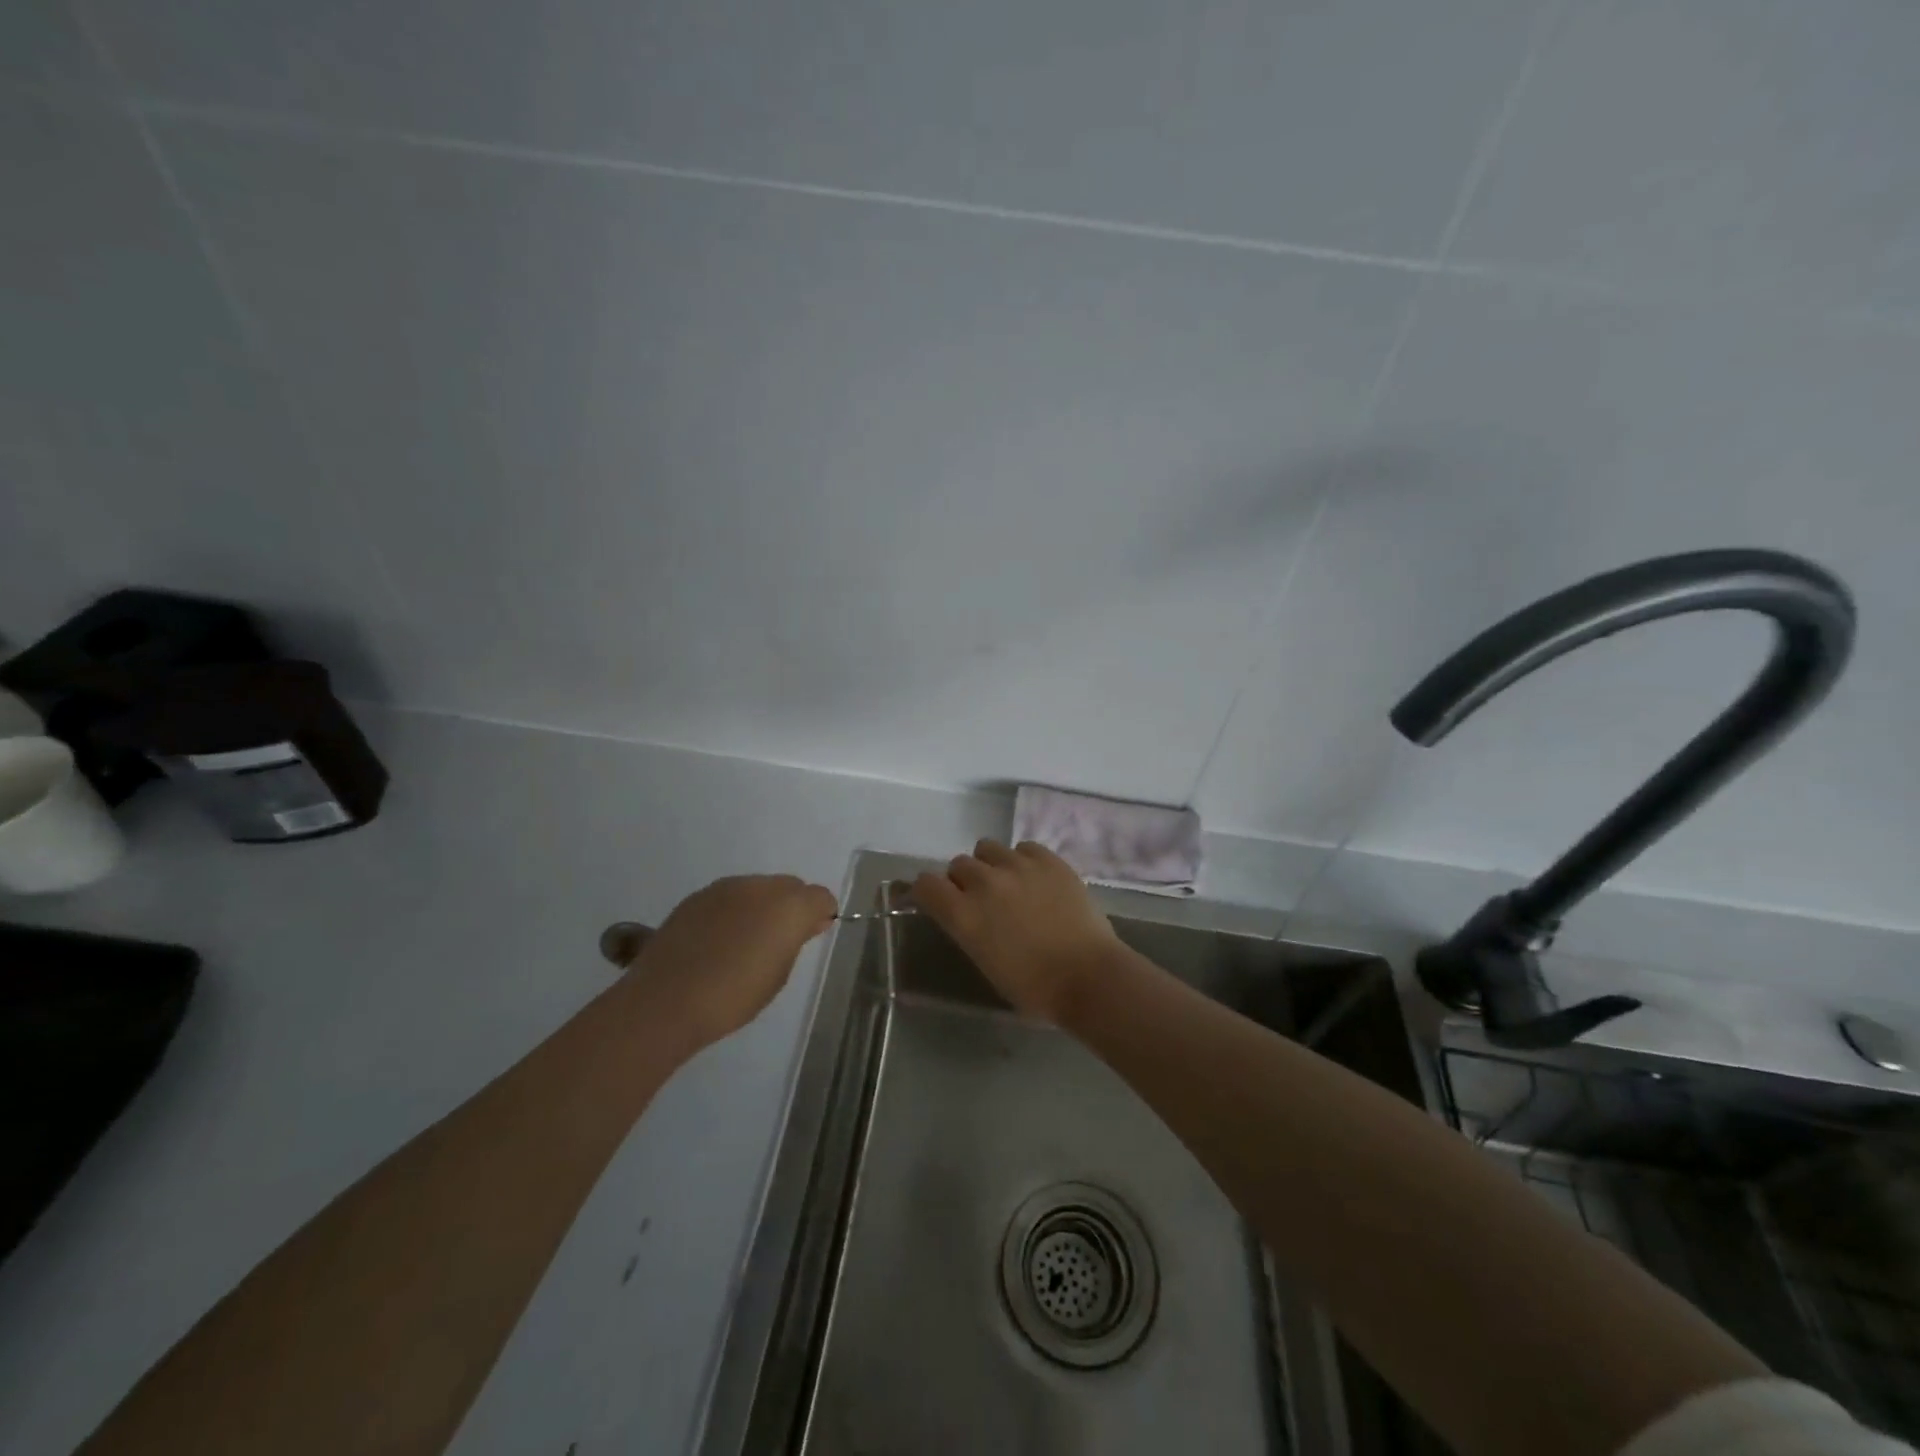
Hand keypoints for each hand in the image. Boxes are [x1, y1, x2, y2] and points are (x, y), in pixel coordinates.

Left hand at [630, 875, 837, 1051]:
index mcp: (789, 906)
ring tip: (744, 943)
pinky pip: (729, 897)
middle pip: (790, 887)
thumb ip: (796, 941)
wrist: (665, 1000)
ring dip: (760, 908)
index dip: (820, 915)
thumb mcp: (778, 975)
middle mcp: (761, 886)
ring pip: (758, 888)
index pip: (821, 897)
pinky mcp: (697, 896)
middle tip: (778, 942)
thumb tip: (808, 922)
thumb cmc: (733, 997)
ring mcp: (726, 887)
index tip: (809, 938)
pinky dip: (733, 912)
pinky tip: (717, 942)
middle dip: (791, 907)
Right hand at [912, 840, 1118, 1022]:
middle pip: (958, 864)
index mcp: (964, 915)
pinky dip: (1022, 860)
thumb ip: (969, 929)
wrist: (1088, 977)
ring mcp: (1018, 866)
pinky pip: (1023, 847)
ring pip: (987, 848)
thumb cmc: (1034, 987)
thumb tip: (966, 914)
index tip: (933, 899)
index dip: (925, 890)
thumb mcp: (985, 963)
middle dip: (963, 880)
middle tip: (980, 899)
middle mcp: (984, 883)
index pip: (925, 884)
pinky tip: (1034, 878)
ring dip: (990, 864)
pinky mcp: (1048, 860)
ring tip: (1007, 882)